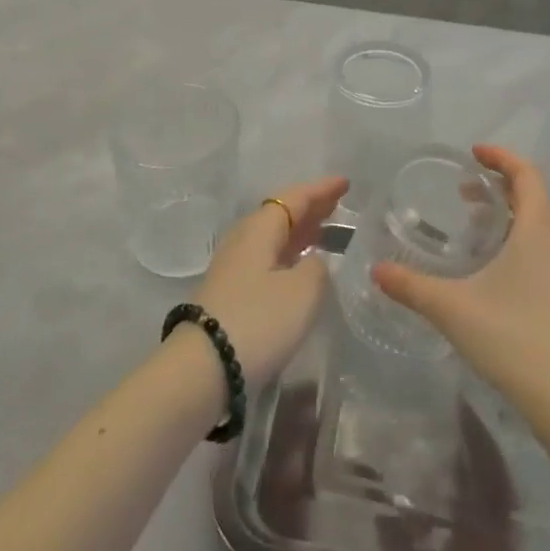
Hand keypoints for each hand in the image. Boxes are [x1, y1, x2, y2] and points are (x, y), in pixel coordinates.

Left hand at [192, 175, 349, 385]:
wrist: (204, 367)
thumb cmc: (258, 320)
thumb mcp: (303, 292)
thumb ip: (317, 268)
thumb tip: (314, 261)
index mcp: (261, 228)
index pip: (295, 197)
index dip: (321, 190)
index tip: (345, 183)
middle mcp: (244, 238)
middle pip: (281, 213)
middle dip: (310, 208)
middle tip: (338, 205)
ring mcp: (233, 265)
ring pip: (273, 236)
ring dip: (299, 231)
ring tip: (324, 232)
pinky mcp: (230, 291)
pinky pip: (267, 257)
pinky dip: (288, 253)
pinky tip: (299, 265)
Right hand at [374, 145, 549, 420]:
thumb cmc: (510, 337)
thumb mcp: (451, 307)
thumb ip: (411, 285)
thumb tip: (377, 270)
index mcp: (536, 230)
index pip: (526, 174)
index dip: (501, 157)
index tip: (473, 153)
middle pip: (534, 195)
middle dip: (500, 184)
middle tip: (464, 189)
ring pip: (540, 221)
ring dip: (510, 211)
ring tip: (474, 221)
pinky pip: (544, 244)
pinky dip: (519, 235)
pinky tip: (494, 262)